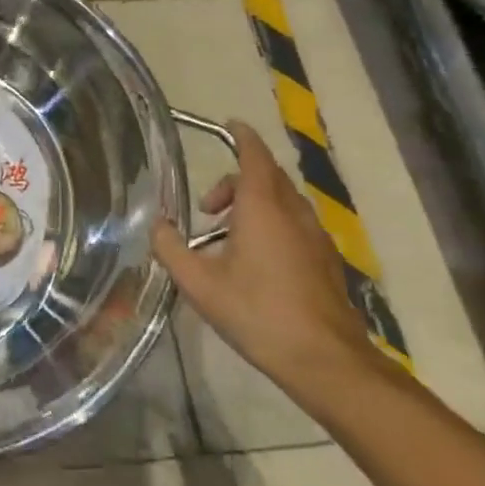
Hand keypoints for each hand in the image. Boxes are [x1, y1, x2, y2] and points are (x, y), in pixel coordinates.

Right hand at [154, 121, 381, 400]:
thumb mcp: (199, 284)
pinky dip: (272, 224)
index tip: (231, 125)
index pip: (255, 157)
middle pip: (268, 178)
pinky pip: (295, 225)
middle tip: (207, 207)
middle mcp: (293, 214)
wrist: (326, 361)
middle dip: (238, 180)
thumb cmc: (258, 313)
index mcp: (263, 209)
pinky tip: (254, 261)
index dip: (243, 137)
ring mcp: (315, 238)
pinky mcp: (325, 261)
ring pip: (284, 202)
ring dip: (254, 204)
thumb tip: (158, 227)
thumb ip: (171, 249)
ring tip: (225, 237)